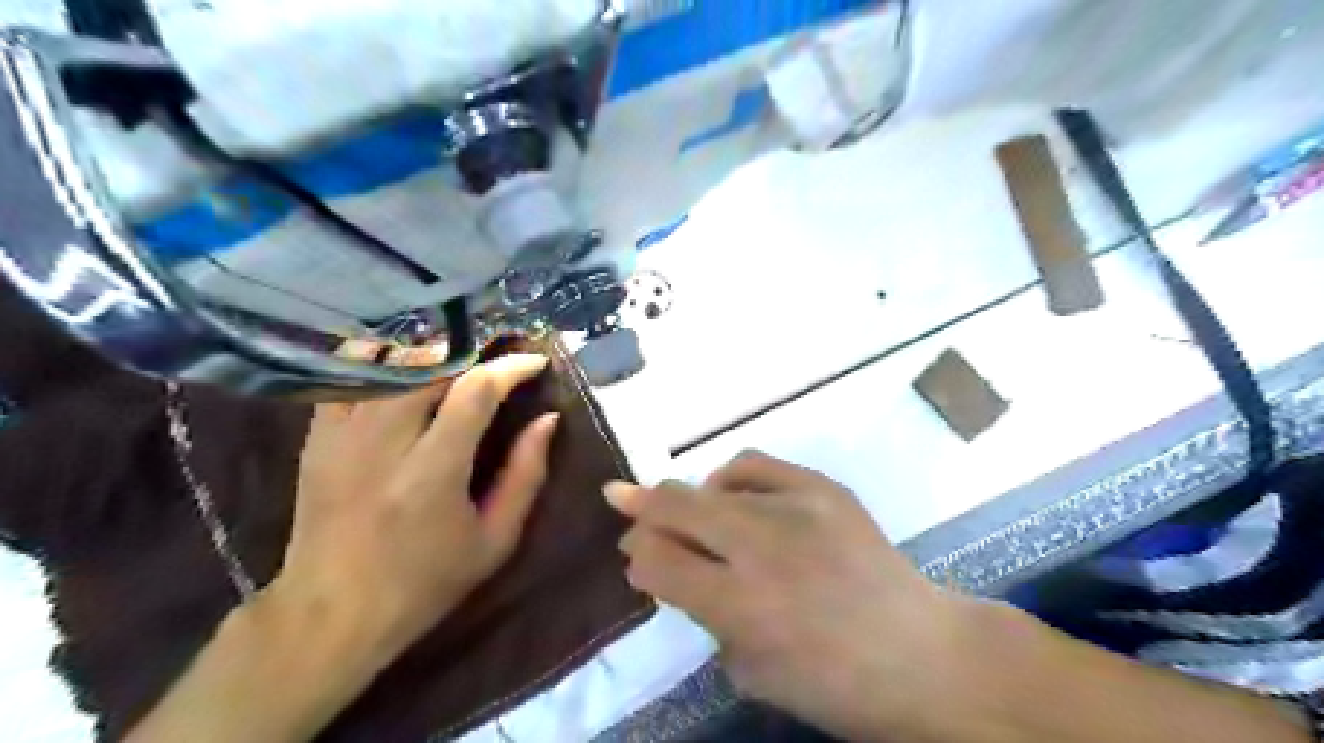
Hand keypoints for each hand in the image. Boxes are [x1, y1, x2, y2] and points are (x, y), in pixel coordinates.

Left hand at [269, 354, 556, 667]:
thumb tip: (548, 419)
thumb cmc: (427, 582)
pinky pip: (354, 379)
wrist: (331, 613)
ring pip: (391, 365)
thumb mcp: (495, 539)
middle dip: (472, 354)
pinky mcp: (317, 437)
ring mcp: (342, 436)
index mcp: (432, 473)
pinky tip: (409, 374)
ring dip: (433, 357)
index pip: (475, 391)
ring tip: (460, 363)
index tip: (535, 362)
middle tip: (498, 360)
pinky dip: (387, 367)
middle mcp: (383, 443)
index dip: (510, 367)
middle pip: (431, 366)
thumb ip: (526, 474)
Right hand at [606, 450, 968, 740]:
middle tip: (626, 508)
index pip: (659, 561)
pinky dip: (731, 479)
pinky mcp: (823, 487)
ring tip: (694, 515)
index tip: (637, 558)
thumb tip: (669, 567)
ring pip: (712, 482)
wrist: (922, 656)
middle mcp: (762, 547)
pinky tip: (734, 495)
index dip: (638, 556)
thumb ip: (703, 613)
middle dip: (641, 509)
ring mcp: (796, 507)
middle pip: (675, 506)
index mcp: (742, 606)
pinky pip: (755, 465)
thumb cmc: (833, 686)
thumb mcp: (750, 670)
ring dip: (688, 498)